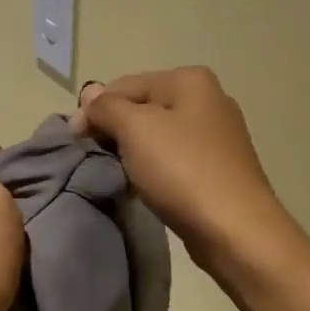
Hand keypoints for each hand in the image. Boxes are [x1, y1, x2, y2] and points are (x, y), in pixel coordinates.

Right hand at [74, 67, 294, 277]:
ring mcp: (217, 135)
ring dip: (133, 152)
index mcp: (189, 80)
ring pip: (157, 135)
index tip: (75, 141)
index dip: (94, 110)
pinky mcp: (218, 167)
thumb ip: (107, 107)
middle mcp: (208, 99)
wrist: (234, 230)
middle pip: (142, 107)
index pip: (124, 85)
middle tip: (94, 158)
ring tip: (119, 174)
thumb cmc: (182, 170)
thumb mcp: (135, 129)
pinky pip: (173, 158)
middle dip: (115, 130)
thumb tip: (90, 92)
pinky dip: (154, 168)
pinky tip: (145, 186)